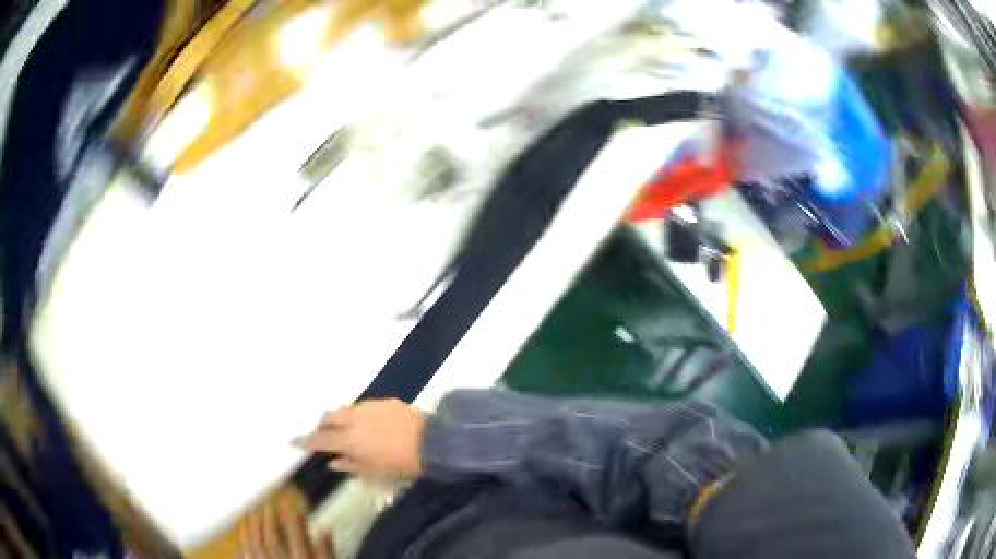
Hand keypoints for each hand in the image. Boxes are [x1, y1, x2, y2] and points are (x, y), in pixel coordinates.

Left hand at [240, 491, 334, 558]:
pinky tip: (243, 536)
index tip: (288, 502)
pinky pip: (247, 555)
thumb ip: (327, 553)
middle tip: (267, 504)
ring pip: (256, 544)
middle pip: (272, 537)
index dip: (291, 516)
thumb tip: (325, 529)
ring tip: (250, 514)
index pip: (295, 534)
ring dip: (252, 527)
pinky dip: (244, 543)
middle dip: (268, 519)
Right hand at [294, 399, 426, 479]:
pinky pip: (360, 407)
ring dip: (337, 418)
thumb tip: (333, 463)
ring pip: (343, 410)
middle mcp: (353, 420)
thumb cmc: (402, 463)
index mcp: (349, 440)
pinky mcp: (382, 401)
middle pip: (327, 418)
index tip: (293, 441)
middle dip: (320, 426)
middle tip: (321, 436)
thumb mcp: (375, 472)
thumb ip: (350, 465)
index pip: (320, 440)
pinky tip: (364, 423)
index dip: (305, 441)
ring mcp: (367, 408)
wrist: (433, 441)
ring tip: (341, 429)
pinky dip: (355, 415)